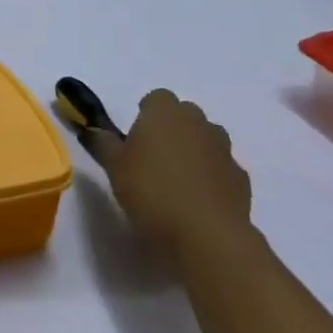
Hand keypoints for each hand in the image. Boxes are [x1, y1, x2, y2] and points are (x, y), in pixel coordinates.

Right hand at [102, 89, 252, 254]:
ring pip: (206, 139)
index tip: (135, 138)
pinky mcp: (241, 178)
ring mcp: (224, 149)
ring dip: (193, 151)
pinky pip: (221, 167)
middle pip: (184, 115)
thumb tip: (91, 129)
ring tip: (176, 181)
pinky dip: (211, 176)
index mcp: (165, 112)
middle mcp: (198, 122)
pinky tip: (197, 201)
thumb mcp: (114, 167)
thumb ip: (102, 143)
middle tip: (152, 159)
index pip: (156, 98)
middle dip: (171, 130)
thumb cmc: (152, 191)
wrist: (207, 234)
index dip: (145, 115)